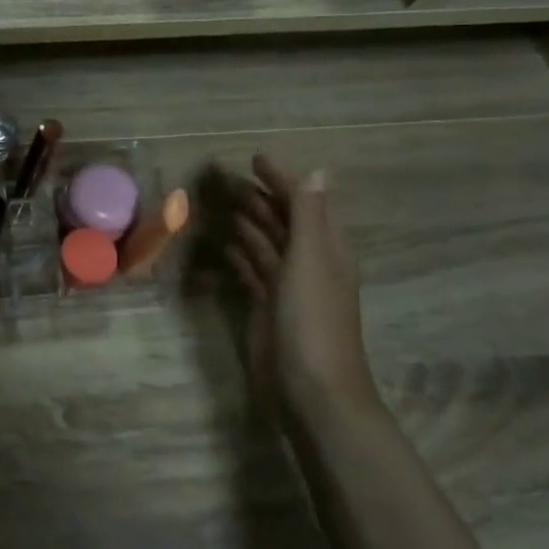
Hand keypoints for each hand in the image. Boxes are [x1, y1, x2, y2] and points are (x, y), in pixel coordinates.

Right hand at [223, 154, 376, 425]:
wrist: (312, 390)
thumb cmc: (312, 320)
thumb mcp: (312, 260)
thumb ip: (310, 216)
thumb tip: (317, 171)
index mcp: (326, 250)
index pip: (303, 203)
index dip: (282, 180)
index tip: (254, 158)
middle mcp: (308, 264)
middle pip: (283, 222)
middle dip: (260, 199)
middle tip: (226, 178)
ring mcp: (287, 288)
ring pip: (266, 245)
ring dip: (248, 224)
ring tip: (223, 205)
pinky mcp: (267, 308)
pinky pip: (252, 272)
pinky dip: (240, 256)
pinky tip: (224, 247)